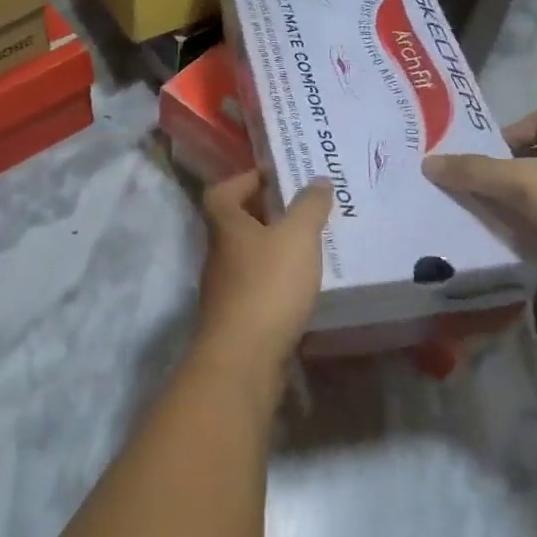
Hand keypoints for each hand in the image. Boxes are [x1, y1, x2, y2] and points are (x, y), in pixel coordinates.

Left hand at [194, 171, 332, 402]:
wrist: (244, 359)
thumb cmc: (268, 286)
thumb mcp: (297, 237)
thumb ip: (309, 206)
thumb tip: (318, 180)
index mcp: (225, 225)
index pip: (222, 191)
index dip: (245, 179)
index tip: (275, 177)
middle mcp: (219, 254)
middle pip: (236, 224)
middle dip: (266, 214)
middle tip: (302, 209)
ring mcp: (225, 289)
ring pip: (248, 257)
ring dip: (273, 248)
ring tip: (309, 245)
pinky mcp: (238, 319)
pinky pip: (258, 287)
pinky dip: (277, 281)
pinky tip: (303, 286)